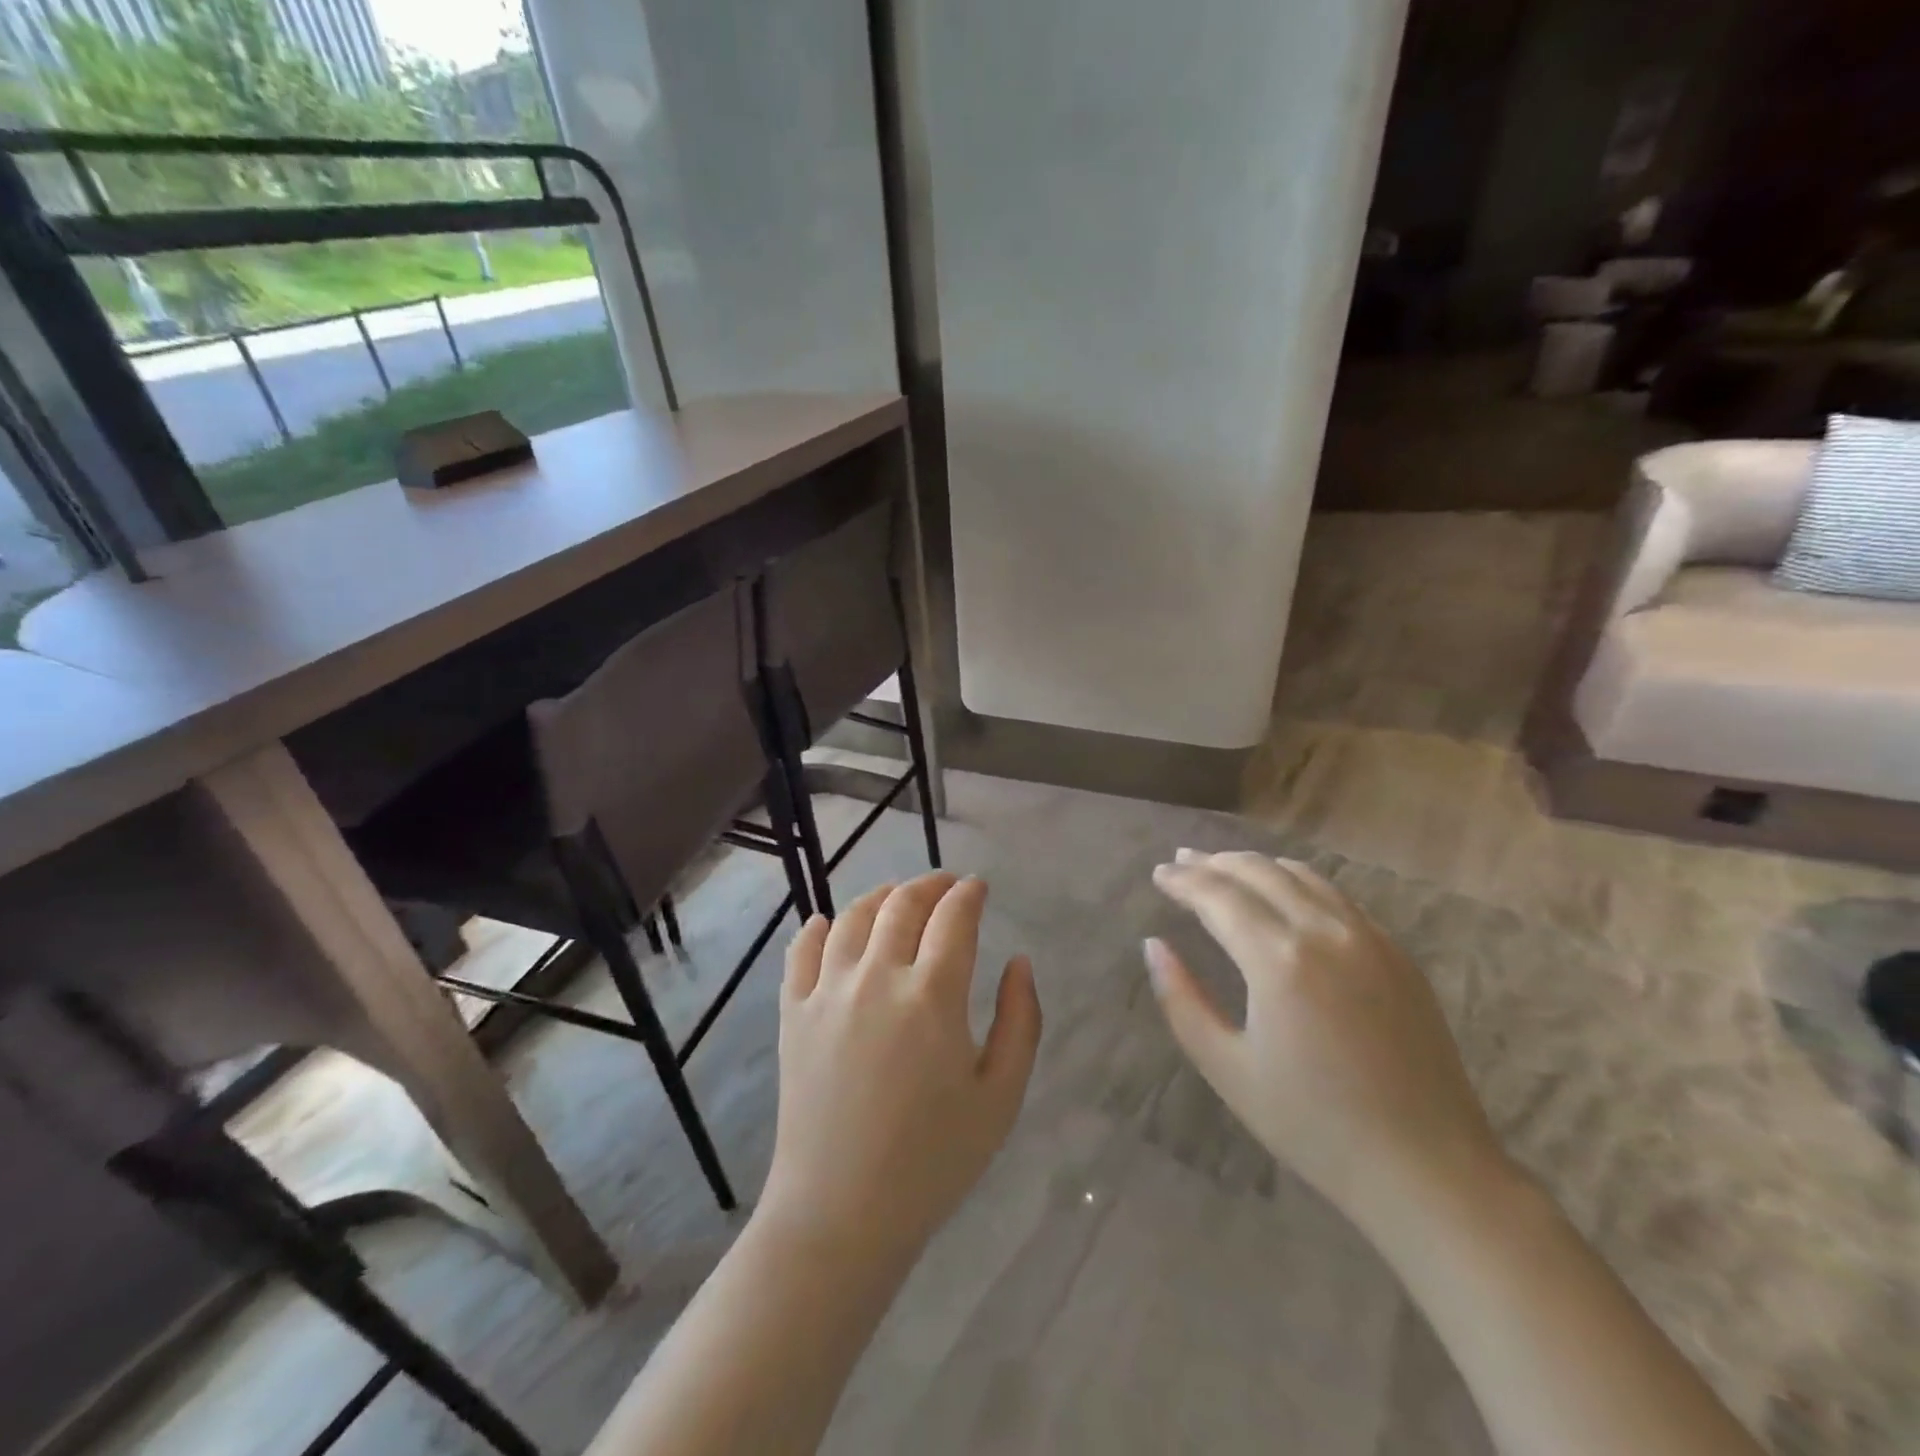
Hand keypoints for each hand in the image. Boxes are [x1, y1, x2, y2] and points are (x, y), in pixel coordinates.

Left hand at [761, 873, 1041, 1262]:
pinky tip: (826, 924)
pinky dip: (816, 928)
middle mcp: (876, 977)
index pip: (953, 917)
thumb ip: (1021, 1020)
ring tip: (896, 898)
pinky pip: (801, 951)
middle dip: (930, 884)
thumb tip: (1019, 962)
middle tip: (945, 885)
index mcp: (932, 995)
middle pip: (902, 904)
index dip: (969, 893)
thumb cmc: (933, 1160)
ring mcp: (827, 992)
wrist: (842, 1214)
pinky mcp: (793, 1013)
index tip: (978, 887)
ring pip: (852, 917)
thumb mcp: (1001, 1097)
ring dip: (880, 897)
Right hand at [1145, 850, 1505, 1225]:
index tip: (1157, 874)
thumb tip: (1153, 946)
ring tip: (1224, 866)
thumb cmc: (1314, 1126)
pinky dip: (1298, 882)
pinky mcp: (1398, 954)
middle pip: (1259, 872)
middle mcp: (1325, 932)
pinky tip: (1284, 893)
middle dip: (1214, 862)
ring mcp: (1370, 938)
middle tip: (1181, 861)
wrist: (1428, 1170)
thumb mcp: (1227, 1069)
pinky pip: (1337, 897)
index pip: (1218, 896)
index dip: (1183, 881)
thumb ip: (1181, 1000)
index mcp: (1279, 960)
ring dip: (1256, 865)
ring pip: (1302, 876)